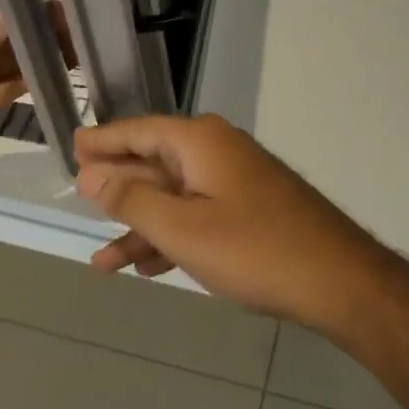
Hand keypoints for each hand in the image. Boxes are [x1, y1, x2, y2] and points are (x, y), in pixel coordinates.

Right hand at [74, 114, 393, 328]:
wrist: (335, 277)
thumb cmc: (253, 249)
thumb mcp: (183, 227)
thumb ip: (134, 199)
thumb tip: (91, 172)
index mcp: (200, 141)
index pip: (139, 131)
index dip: (104, 141)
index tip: (72, 147)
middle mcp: (216, 150)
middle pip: (155, 161)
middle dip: (117, 186)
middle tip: (77, 197)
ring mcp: (235, 179)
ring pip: (174, 195)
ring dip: (140, 225)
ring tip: (102, 260)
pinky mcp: (248, 208)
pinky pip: (196, 214)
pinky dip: (170, 236)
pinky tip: (147, 266)